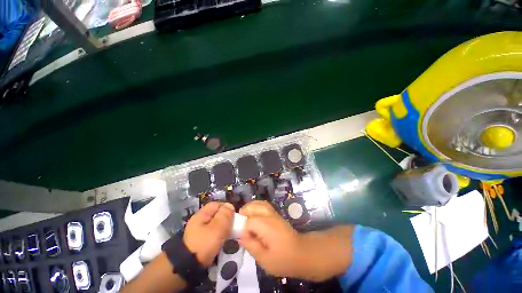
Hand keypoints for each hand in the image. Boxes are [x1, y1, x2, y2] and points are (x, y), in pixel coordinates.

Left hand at [183, 202, 234, 266]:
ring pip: (215, 223)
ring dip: (223, 226)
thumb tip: (230, 205)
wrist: (189, 266)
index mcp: (202, 214)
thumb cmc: (205, 243)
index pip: (216, 204)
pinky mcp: (200, 240)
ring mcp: (199, 231)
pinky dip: (219, 233)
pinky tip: (223, 239)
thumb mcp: (217, 227)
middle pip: (216, 214)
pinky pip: (213, 232)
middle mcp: (199, 220)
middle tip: (233, 225)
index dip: (226, 207)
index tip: (234, 215)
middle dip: (226, 218)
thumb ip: (225, 214)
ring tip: (230, 232)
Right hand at [238, 201, 305, 277]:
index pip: (249, 221)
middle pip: (253, 206)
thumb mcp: (264, 260)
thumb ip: (251, 246)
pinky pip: (264, 205)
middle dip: (244, 213)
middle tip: (240, 225)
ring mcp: (274, 213)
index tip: (243, 238)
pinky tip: (254, 215)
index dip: (243, 229)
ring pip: (259, 203)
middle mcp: (270, 216)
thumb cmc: (284, 259)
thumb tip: (241, 236)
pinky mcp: (276, 214)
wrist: (302, 253)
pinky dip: (256, 207)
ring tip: (245, 218)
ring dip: (250, 208)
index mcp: (267, 226)